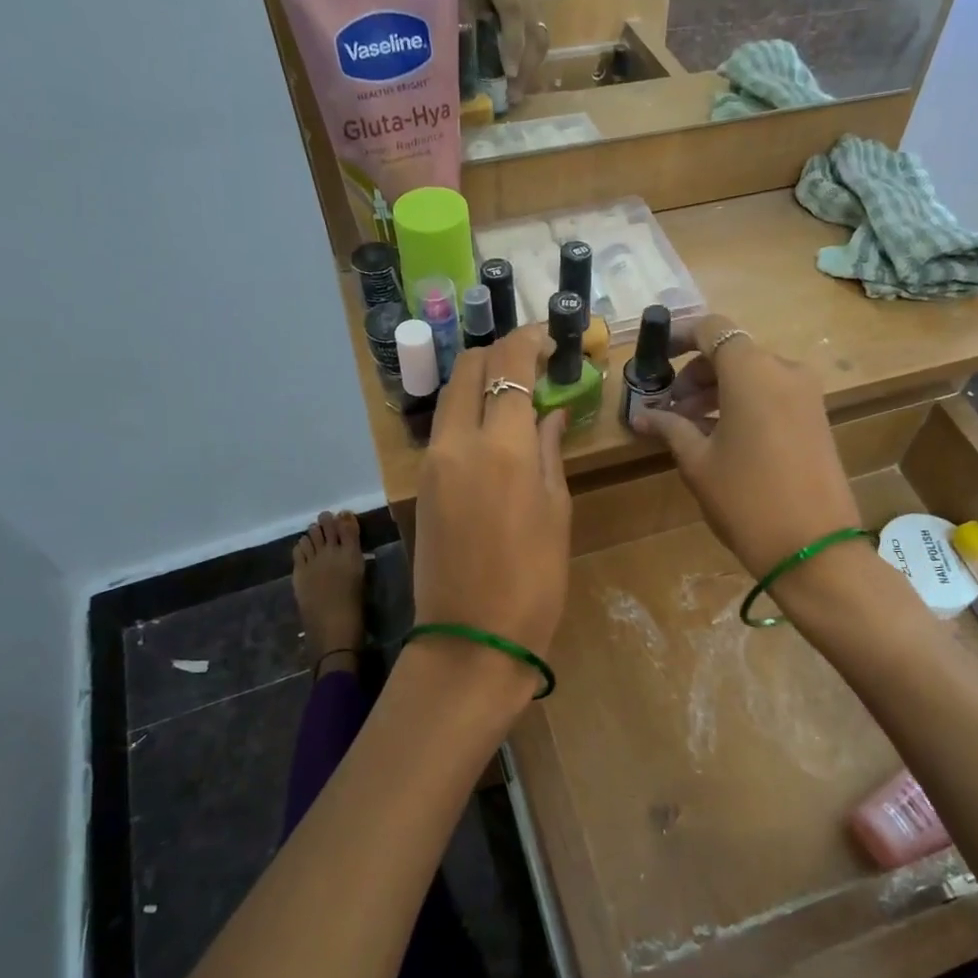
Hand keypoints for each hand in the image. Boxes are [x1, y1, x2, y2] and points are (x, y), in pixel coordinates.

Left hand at [413, 326, 570, 674]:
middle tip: (533, 361)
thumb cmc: (533, 581)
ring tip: (514, 389)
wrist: (471, 639)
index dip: (529, 340)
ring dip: (480, 379)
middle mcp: (457, 440)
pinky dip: (467, 409)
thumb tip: (548, 414)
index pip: (508, 364)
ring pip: (451, 393)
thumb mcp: (555, 512)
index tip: (550, 337)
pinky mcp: (422, 480)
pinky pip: (444, 425)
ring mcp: (432, 460)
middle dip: (499, 352)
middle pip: (469, 367)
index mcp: (500, 445)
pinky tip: (493, 425)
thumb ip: (548, 451)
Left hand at [461, 0, 548, 105]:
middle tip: (513, 96)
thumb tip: (463, 71)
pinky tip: (520, 81)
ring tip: (517, 94)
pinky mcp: (536, 9)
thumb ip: (459, 24)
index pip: (512, 8)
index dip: (513, 42)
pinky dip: (530, 62)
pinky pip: (538, 39)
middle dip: (525, 67)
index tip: (510, 73)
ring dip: (530, 69)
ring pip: (540, 37)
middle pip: (534, 29)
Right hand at [629, 314, 861, 578]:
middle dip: (696, 373)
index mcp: (751, 371)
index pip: (713, 329)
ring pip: (753, 374)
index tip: (656, 360)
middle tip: (668, 408)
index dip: (681, 337)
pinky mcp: (816, 417)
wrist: (814, 548)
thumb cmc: (746, 498)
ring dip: (718, 390)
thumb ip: (670, 428)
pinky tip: (721, 436)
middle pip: (733, 352)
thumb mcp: (698, 462)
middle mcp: (783, 370)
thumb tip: (641, 415)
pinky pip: (772, 394)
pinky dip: (743, 402)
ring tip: (689, 426)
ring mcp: (806, 394)